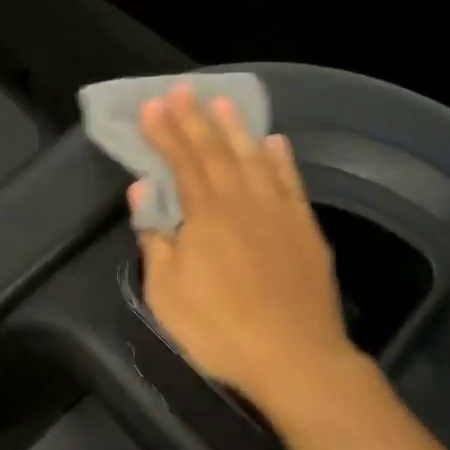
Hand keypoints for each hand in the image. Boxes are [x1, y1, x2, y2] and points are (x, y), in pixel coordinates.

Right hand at [135, 85, 364, 417]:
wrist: (295, 359)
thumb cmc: (218, 329)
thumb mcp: (166, 291)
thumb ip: (155, 237)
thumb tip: (143, 190)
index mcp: (206, 215)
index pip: (181, 162)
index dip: (165, 132)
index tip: (151, 106)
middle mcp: (243, 202)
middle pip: (216, 152)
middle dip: (196, 120)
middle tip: (182, 90)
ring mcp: (279, 214)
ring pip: (255, 159)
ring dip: (237, 129)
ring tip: (224, 103)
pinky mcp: (306, 231)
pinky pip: (292, 184)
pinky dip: (282, 160)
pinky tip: (276, 142)